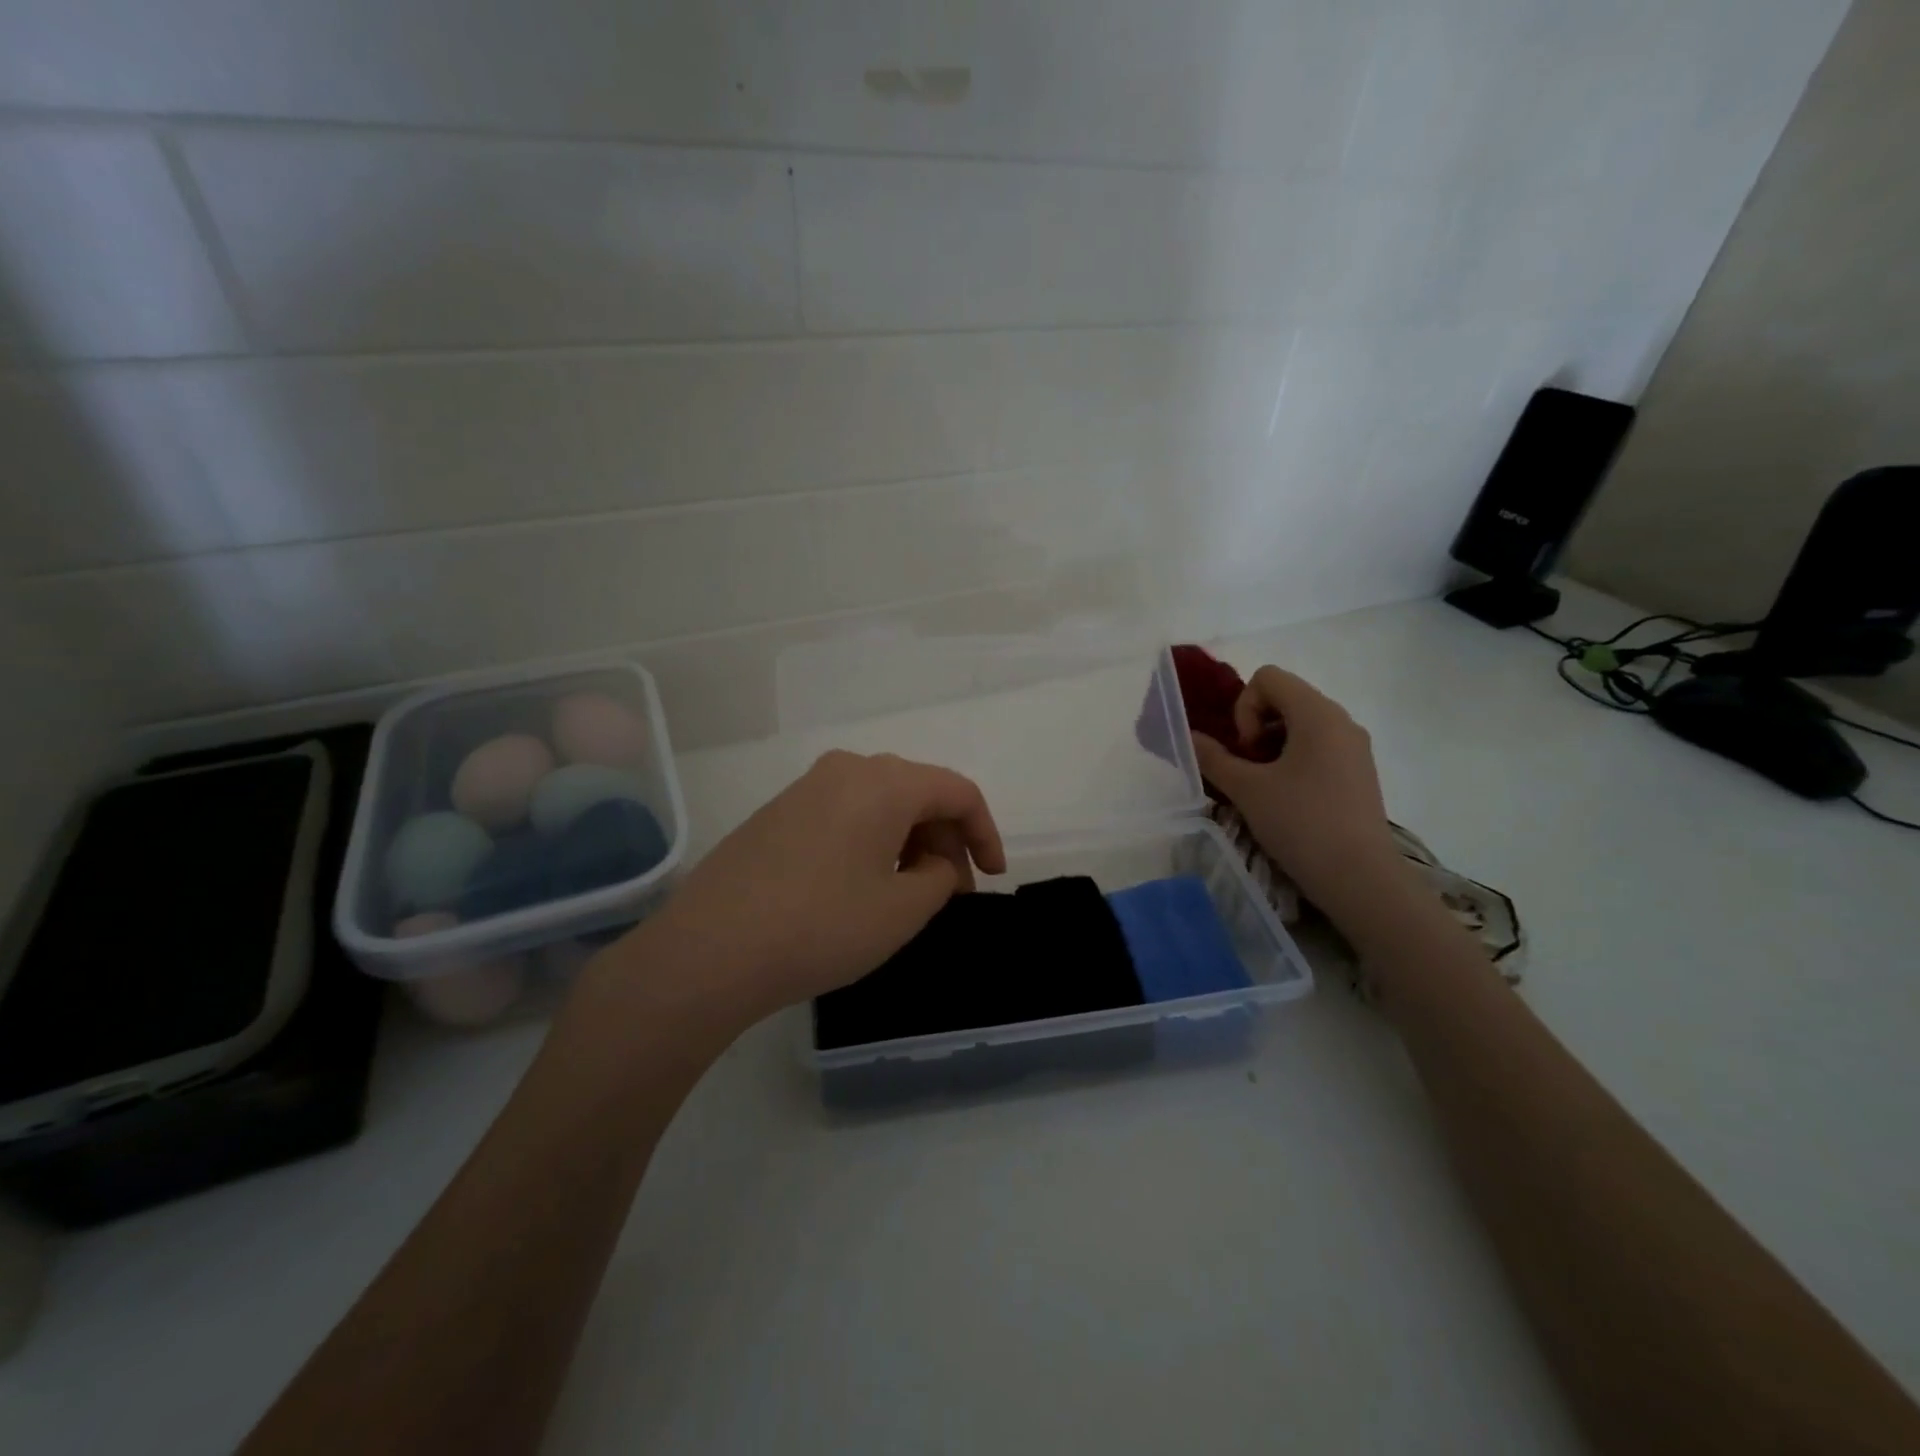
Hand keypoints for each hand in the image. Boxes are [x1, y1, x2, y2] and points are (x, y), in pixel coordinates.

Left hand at [632, 750, 1005, 1023]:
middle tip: (952, 893)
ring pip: (880, 802)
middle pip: (918, 792)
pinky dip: (871, 841)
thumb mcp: (902, 910)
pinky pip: (844, 813)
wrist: (710, 949)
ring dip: (908, 841)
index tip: (993, 876)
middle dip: (946, 839)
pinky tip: (862, 884)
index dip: (985, 833)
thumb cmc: (821, 926)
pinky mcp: (778, 812)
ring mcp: (806, 788)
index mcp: (885, 782)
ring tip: (910, 892)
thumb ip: (940, 877)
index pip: (957, 791)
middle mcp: (846, 769)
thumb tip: (936, 863)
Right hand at [1190, 666, 1405, 925]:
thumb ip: (1213, 758)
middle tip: (1250, 768)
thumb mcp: (1247, 789)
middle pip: (1285, 697)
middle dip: (1255, 726)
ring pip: (1300, 723)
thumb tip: (1190, 737)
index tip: (1246, 751)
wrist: (1360, 877)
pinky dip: (1294, 759)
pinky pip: (1318, 746)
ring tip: (1265, 786)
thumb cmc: (1301, 823)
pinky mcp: (1358, 771)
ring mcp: (1354, 746)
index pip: (1268, 678)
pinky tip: (1288, 797)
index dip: (1244, 708)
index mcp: (1317, 713)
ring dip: (1272, 745)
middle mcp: (1341, 720)